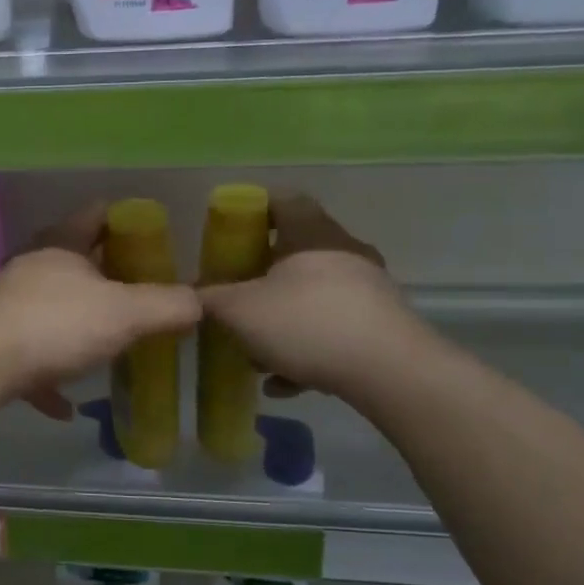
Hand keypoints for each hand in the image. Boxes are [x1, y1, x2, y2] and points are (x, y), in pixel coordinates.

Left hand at [0, 204, 200, 418]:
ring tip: (104, 340)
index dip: (121, 218)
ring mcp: (7, 306)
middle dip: (101, 273)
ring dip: (73, 323)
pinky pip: (29, 359)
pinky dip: (48, 376)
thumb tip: (199, 302)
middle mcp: (30, 269)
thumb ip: (166, 306)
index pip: (93, 216)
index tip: (146, 232)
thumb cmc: (57, 325)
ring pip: (48, 308)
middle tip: (135, 290)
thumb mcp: (124, 313)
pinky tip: (65, 403)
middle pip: (70, 261)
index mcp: (60, 248)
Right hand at [199, 196, 423, 398]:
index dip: (253, 210)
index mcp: (311, 234)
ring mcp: (368, 290)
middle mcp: (344, 253)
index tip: (229, 232)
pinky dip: (305, 352)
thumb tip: (192, 294)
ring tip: (255, 357)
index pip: (283, 200)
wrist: (391, 372)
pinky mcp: (382, 327)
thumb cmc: (307, 323)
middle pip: (295, 254)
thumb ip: (210, 299)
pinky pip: (332, 332)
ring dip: (281, 323)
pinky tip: (284, 383)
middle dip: (260, 280)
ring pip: (312, 299)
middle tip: (235, 300)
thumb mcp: (240, 311)